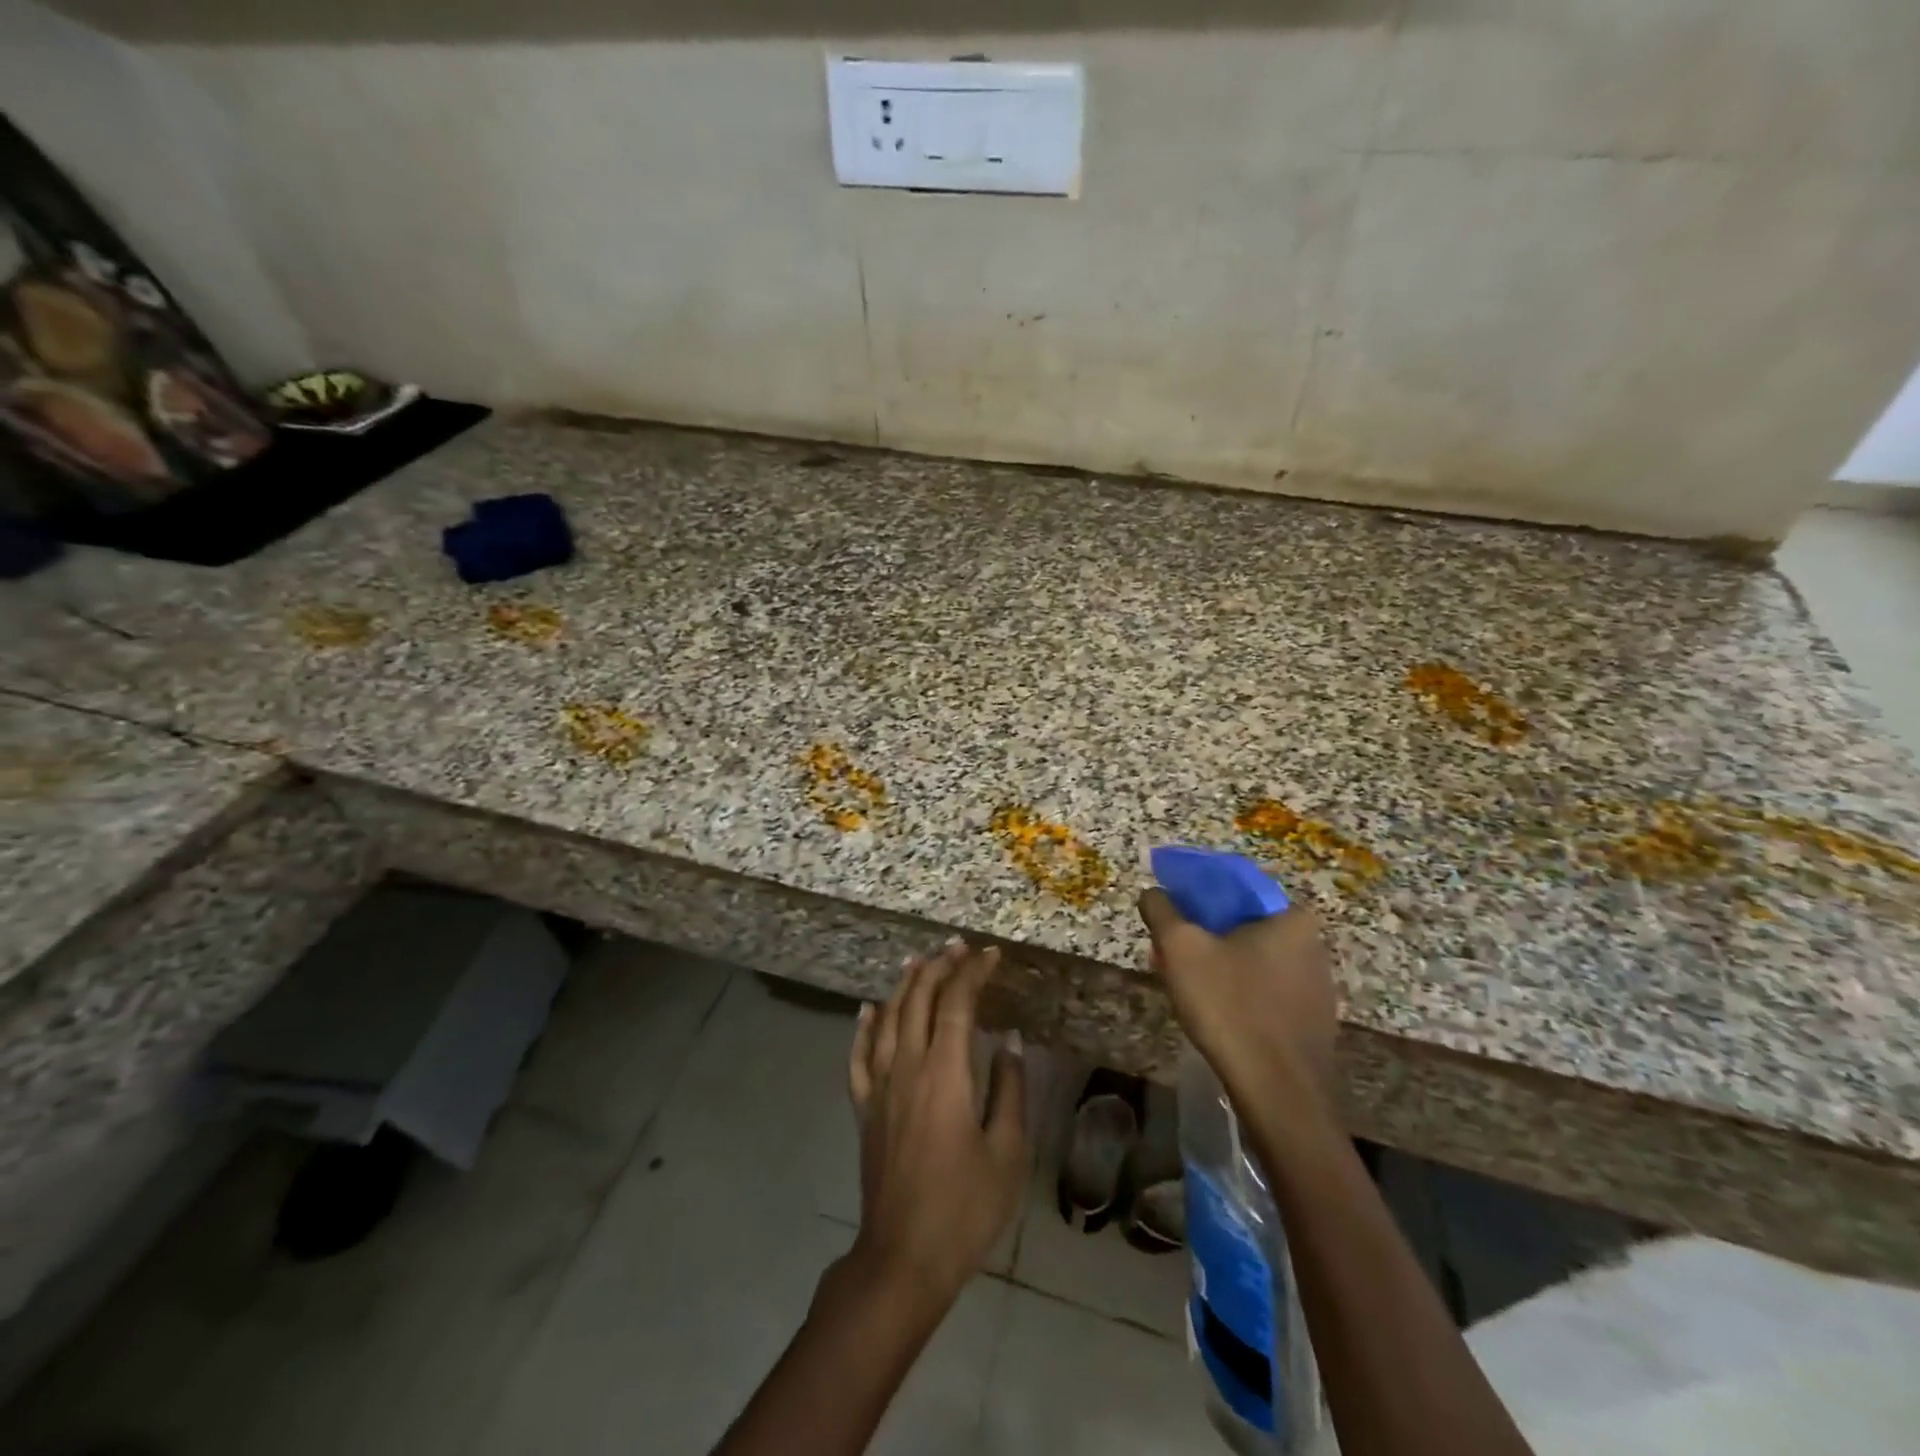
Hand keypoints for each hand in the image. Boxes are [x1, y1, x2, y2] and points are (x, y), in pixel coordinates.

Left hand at [847, 940, 1029, 1305]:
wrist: (903, 1258)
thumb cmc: (965, 1208)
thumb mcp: (1007, 1152)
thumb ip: (1009, 1090)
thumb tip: (1009, 1041)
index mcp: (945, 1074)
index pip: (956, 1004)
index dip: (973, 973)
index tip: (991, 955)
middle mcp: (907, 1068)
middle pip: (918, 1000)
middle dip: (939, 967)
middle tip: (958, 947)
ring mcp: (879, 1087)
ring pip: (888, 1019)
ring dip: (904, 985)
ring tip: (919, 961)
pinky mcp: (864, 1109)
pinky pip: (859, 1056)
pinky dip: (864, 1027)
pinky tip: (868, 1010)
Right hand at [1138, 890, 1338, 1104]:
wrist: (1279, 1095)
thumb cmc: (1230, 1007)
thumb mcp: (1180, 948)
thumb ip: (1162, 910)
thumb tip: (1153, 892)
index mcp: (1291, 918)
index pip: (1234, 888)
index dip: (1194, 894)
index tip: (1167, 913)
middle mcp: (1314, 945)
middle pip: (1242, 925)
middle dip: (1203, 934)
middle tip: (1169, 952)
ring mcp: (1318, 987)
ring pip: (1253, 960)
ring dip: (1219, 965)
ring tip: (1185, 984)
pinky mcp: (1313, 1022)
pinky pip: (1266, 992)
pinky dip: (1238, 992)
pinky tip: (1214, 1013)